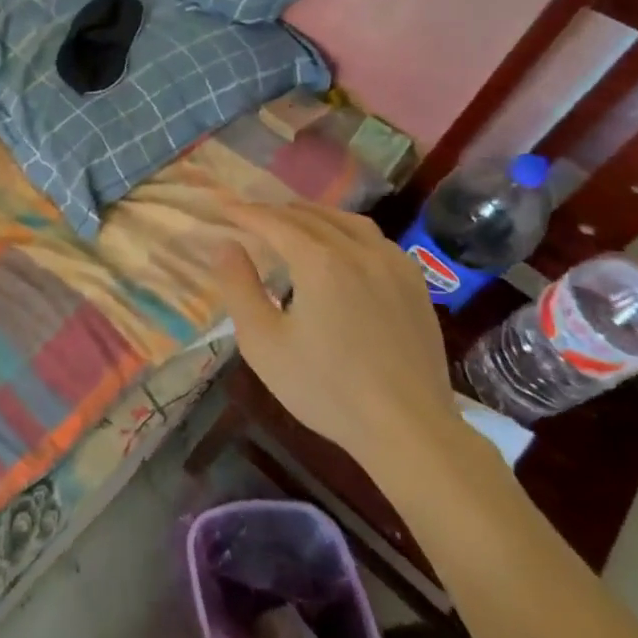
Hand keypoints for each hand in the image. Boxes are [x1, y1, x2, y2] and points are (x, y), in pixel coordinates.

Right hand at [212, 199, 461, 474]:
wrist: (409, 430)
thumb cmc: (326, 388)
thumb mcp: (263, 342)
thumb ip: (239, 286)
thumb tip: (225, 244)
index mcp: (319, 261)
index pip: (273, 222)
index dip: (244, 213)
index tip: (222, 207)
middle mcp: (357, 250)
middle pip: (309, 217)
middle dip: (275, 212)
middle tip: (249, 215)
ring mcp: (392, 265)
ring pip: (346, 221)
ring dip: (313, 215)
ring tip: (292, 220)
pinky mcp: (415, 284)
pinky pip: (375, 239)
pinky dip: (347, 230)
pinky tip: (342, 245)